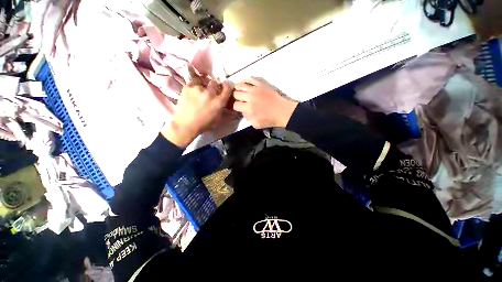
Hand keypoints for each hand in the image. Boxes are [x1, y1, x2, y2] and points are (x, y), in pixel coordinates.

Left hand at [162, 81, 230, 146]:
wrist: (185, 125)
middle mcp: (210, 93)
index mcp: (218, 102)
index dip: (227, 86)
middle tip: (211, 90)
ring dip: (203, 87)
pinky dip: (194, 87)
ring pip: (203, 82)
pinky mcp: (188, 87)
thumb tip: (223, 101)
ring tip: (199, 93)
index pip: (226, 89)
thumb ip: (221, 108)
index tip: (225, 85)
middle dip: (214, 86)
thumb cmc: (203, 125)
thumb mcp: (217, 118)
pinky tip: (193, 93)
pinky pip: (193, 83)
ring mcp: (198, 89)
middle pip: (214, 83)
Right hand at [233, 78, 297, 128]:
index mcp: (248, 108)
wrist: (282, 111)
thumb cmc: (270, 119)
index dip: (236, 107)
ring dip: (238, 88)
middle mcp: (249, 97)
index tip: (239, 107)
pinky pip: (251, 79)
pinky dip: (246, 80)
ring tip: (239, 90)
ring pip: (240, 85)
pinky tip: (245, 83)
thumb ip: (247, 118)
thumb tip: (243, 111)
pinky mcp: (261, 84)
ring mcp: (255, 89)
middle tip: (240, 99)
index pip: (235, 105)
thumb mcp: (256, 124)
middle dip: (236, 97)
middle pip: (236, 94)